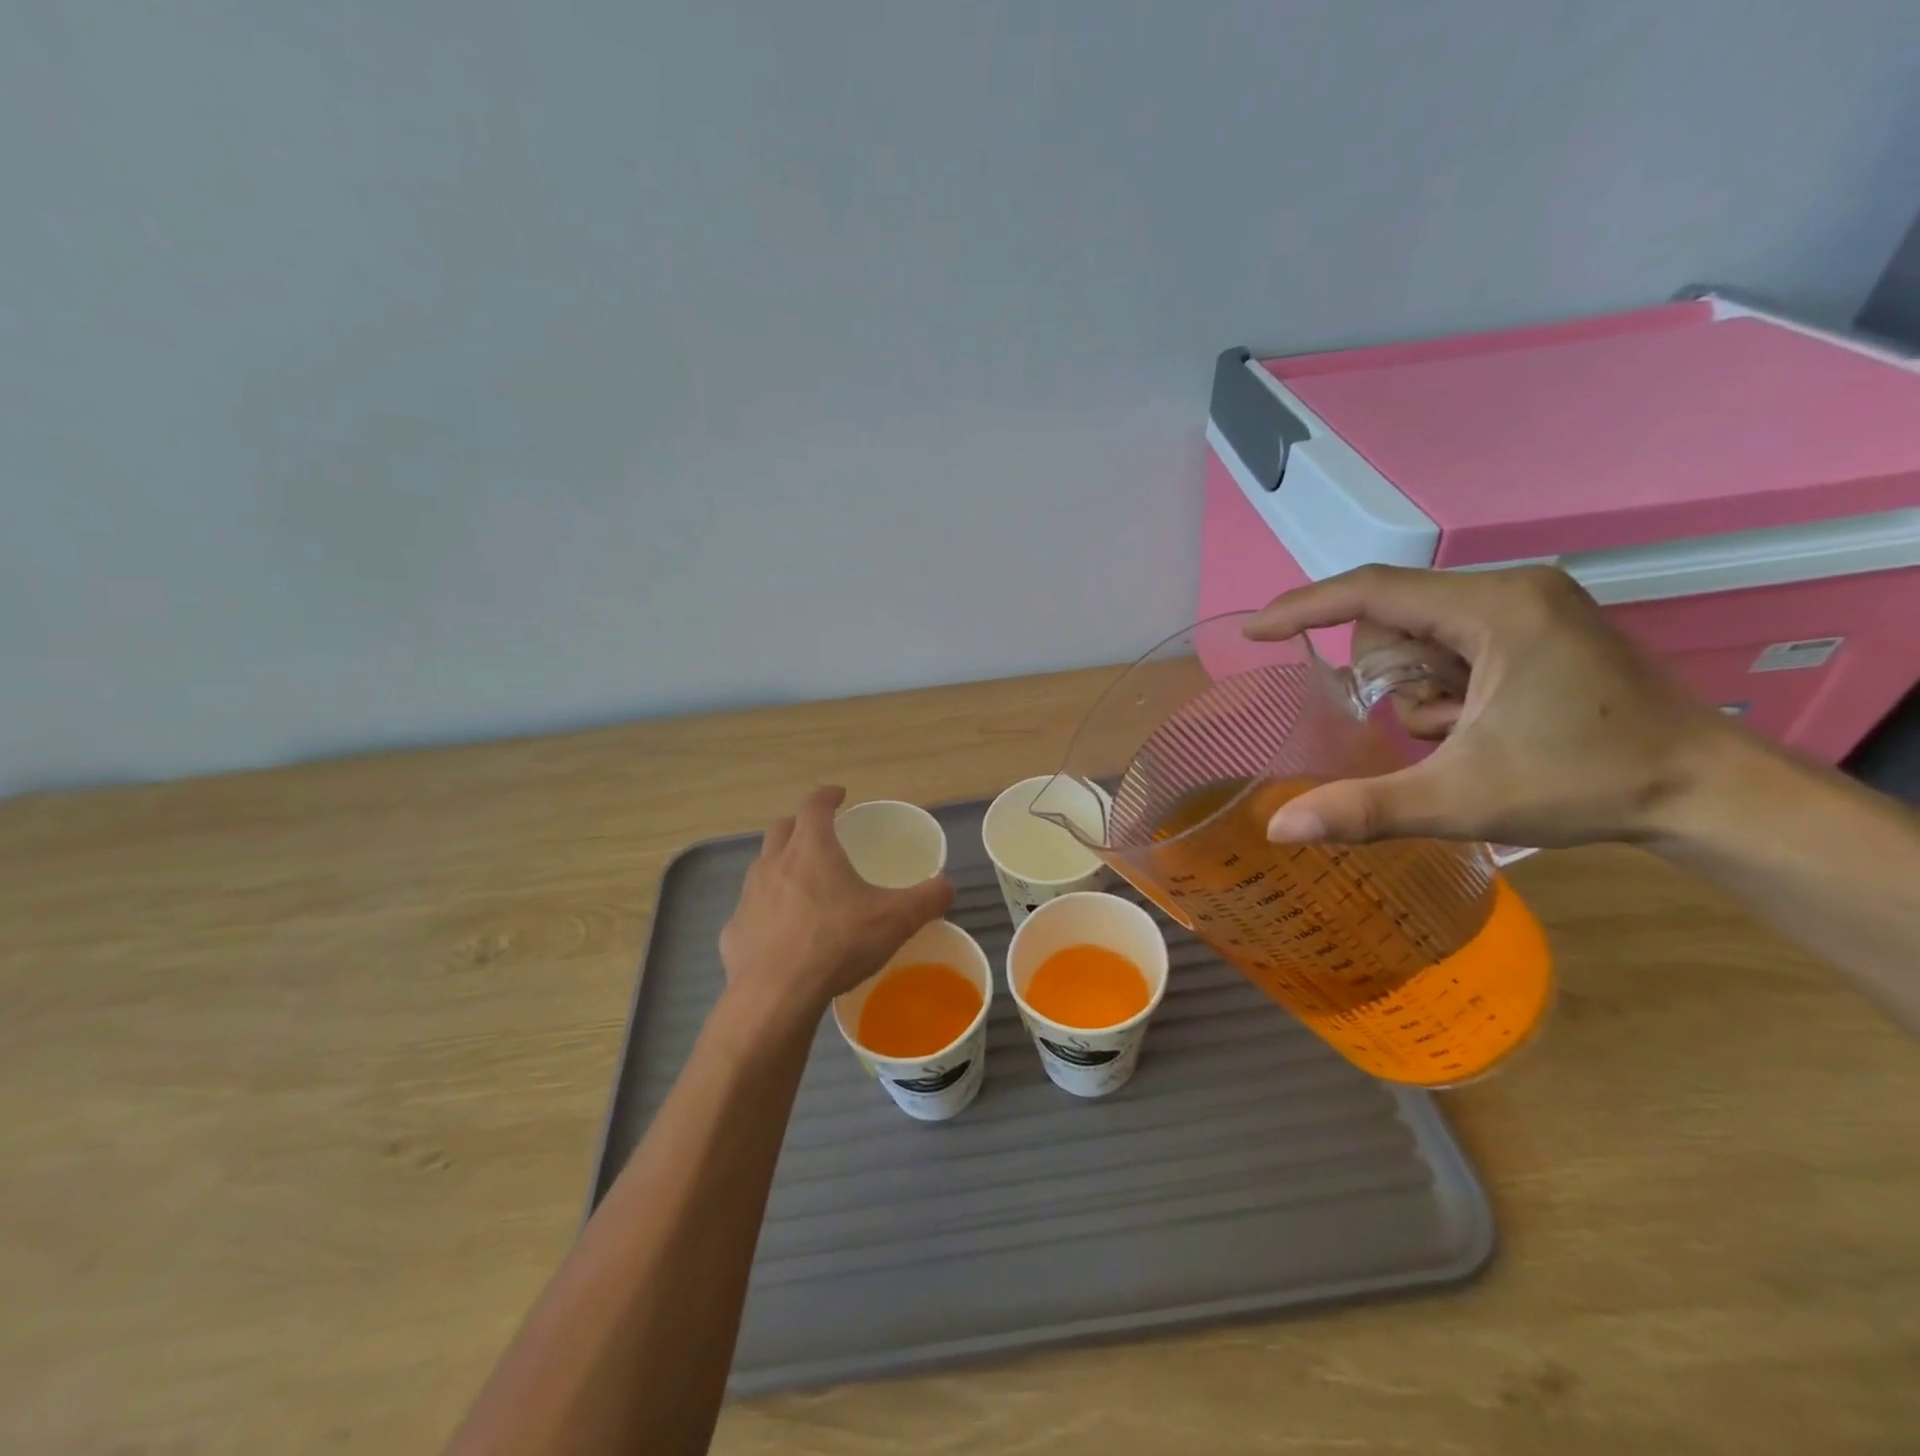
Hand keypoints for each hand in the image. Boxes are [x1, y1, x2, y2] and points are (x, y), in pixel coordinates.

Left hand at [718, 786, 954, 1013]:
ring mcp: (748, 897)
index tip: (839, 794)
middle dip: (799, 825)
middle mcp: (773, 863)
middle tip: (819, 835)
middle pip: (782, 828)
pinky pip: (751, 911)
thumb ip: (926, 899)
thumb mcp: (895, 920)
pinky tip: (782, 934)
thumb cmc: (837, 943)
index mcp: (811, 848)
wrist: (775, 995)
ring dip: (780, 866)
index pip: (814, 805)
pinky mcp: (734, 931)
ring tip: (802, 884)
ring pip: (762, 867)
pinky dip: (767, 911)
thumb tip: (947, 886)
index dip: (827, 795)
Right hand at [1243, 565, 1729, 848]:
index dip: (1303, 608)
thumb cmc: (1586, 785)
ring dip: (1417, 686)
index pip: (1372, 591)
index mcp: (1494, 609)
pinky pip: (1451, 640)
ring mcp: (1531, 604)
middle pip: (1393, 617)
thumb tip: (1278, 830)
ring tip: (1462, 730)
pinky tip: (1479, 721)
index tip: (1254, 632)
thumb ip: (1363, 809)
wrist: (1709, 792)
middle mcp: (1512, 589)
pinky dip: (1442, 684)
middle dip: (1389, 676)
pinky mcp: (1540, 624)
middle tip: (1429, 727)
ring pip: (1419, 632)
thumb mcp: (1460, 799)